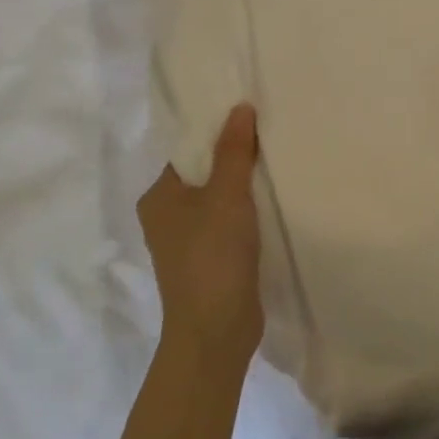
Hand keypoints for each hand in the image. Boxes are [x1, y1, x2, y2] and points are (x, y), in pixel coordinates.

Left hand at [137, 104, 263, 371]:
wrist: (216, 331)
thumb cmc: (213, 256)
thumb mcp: (226, 195)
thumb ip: (234, 151)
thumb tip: (240, 107)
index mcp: (159, 197)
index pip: (189, 151)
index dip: (218, 132)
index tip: (251, 115)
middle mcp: (167, 216)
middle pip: (205, 174)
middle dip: (236, 157)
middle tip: (272, 134)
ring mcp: (188, 242)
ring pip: (219, 200)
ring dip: (245, 186)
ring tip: (278, 163)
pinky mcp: (210, 261)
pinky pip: (229, 224)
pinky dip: (248, 213)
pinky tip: (275, 203)